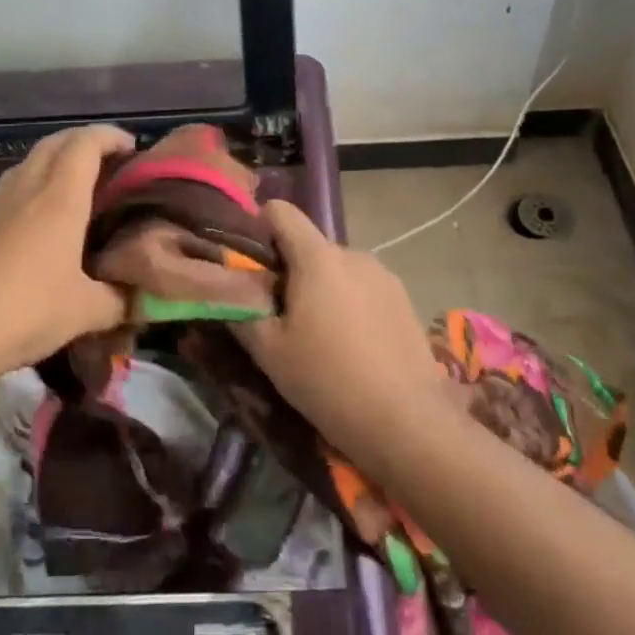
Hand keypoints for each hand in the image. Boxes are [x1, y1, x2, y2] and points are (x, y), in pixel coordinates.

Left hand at [0, 124, 135, 384]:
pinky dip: (19, 196)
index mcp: (60, 199)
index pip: (85, 144)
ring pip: (23, 166)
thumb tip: (143, 298)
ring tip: (68, 184)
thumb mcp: (87, 311)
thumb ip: (120, 299)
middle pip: (52, 144)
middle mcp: (26, 192)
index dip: (110, 136)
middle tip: (106, 160)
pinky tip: (23, 221)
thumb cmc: (28, 311)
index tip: (132, 148)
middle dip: (81, 141)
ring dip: (48, 162)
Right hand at [234, 201, 449, 467]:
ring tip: (320, 339)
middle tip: (281, 318)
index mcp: (317, 257)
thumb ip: (241, 310)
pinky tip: (353, 348)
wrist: (408, 423)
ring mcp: (384, 275)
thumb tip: (227, 288)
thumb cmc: (328, 381)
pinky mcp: (404, 300)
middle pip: (309, 246)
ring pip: (337, 270)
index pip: (281, 211)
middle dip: (290, 272)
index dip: (259, 228)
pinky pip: (363, 288)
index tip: (251, 266)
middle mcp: (353, 254)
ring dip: (322, 290)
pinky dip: (350, 305)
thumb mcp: (269, 352)